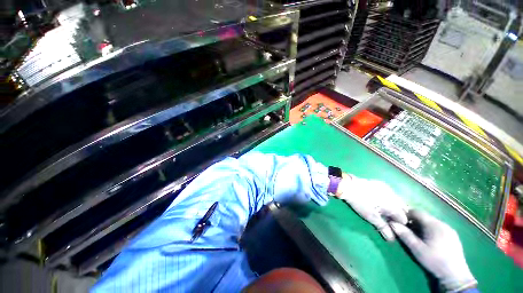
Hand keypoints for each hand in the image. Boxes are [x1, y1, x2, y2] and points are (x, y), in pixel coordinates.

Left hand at [336, 175, 408, 240]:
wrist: (348, 186)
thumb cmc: (360, 202)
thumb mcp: (371, 217)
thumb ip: (383, 227)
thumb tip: (392, 239)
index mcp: (394, 204)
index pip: (403, 218)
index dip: (399, 224)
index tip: (391, 226)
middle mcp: (394, 195)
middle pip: (403, 208)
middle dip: (398, 214)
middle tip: (389, 219)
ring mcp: (387, 188)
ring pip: (397, 200)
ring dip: (395, 206)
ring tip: (385, 211)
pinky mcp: (380, 184)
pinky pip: (390, 193)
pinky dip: (389, 199)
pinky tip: (381, 201)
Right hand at [390, 210, 476, 291]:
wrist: (455, 276)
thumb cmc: (434, 261)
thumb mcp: (417, 249)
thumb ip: (405, 235)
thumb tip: (392, 223)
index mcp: (434, 225)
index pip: (416, 211)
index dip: (406, 214)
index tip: (399, 220)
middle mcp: (443, 224)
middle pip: (424, 216)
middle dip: (413, 221)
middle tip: (406, 229)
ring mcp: (449, 230)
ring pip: (431, 222)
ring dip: (421, 225)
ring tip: (416, 235)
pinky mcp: (453, 236)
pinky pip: (437, 227)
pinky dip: (429, 230)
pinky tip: (428, 239)